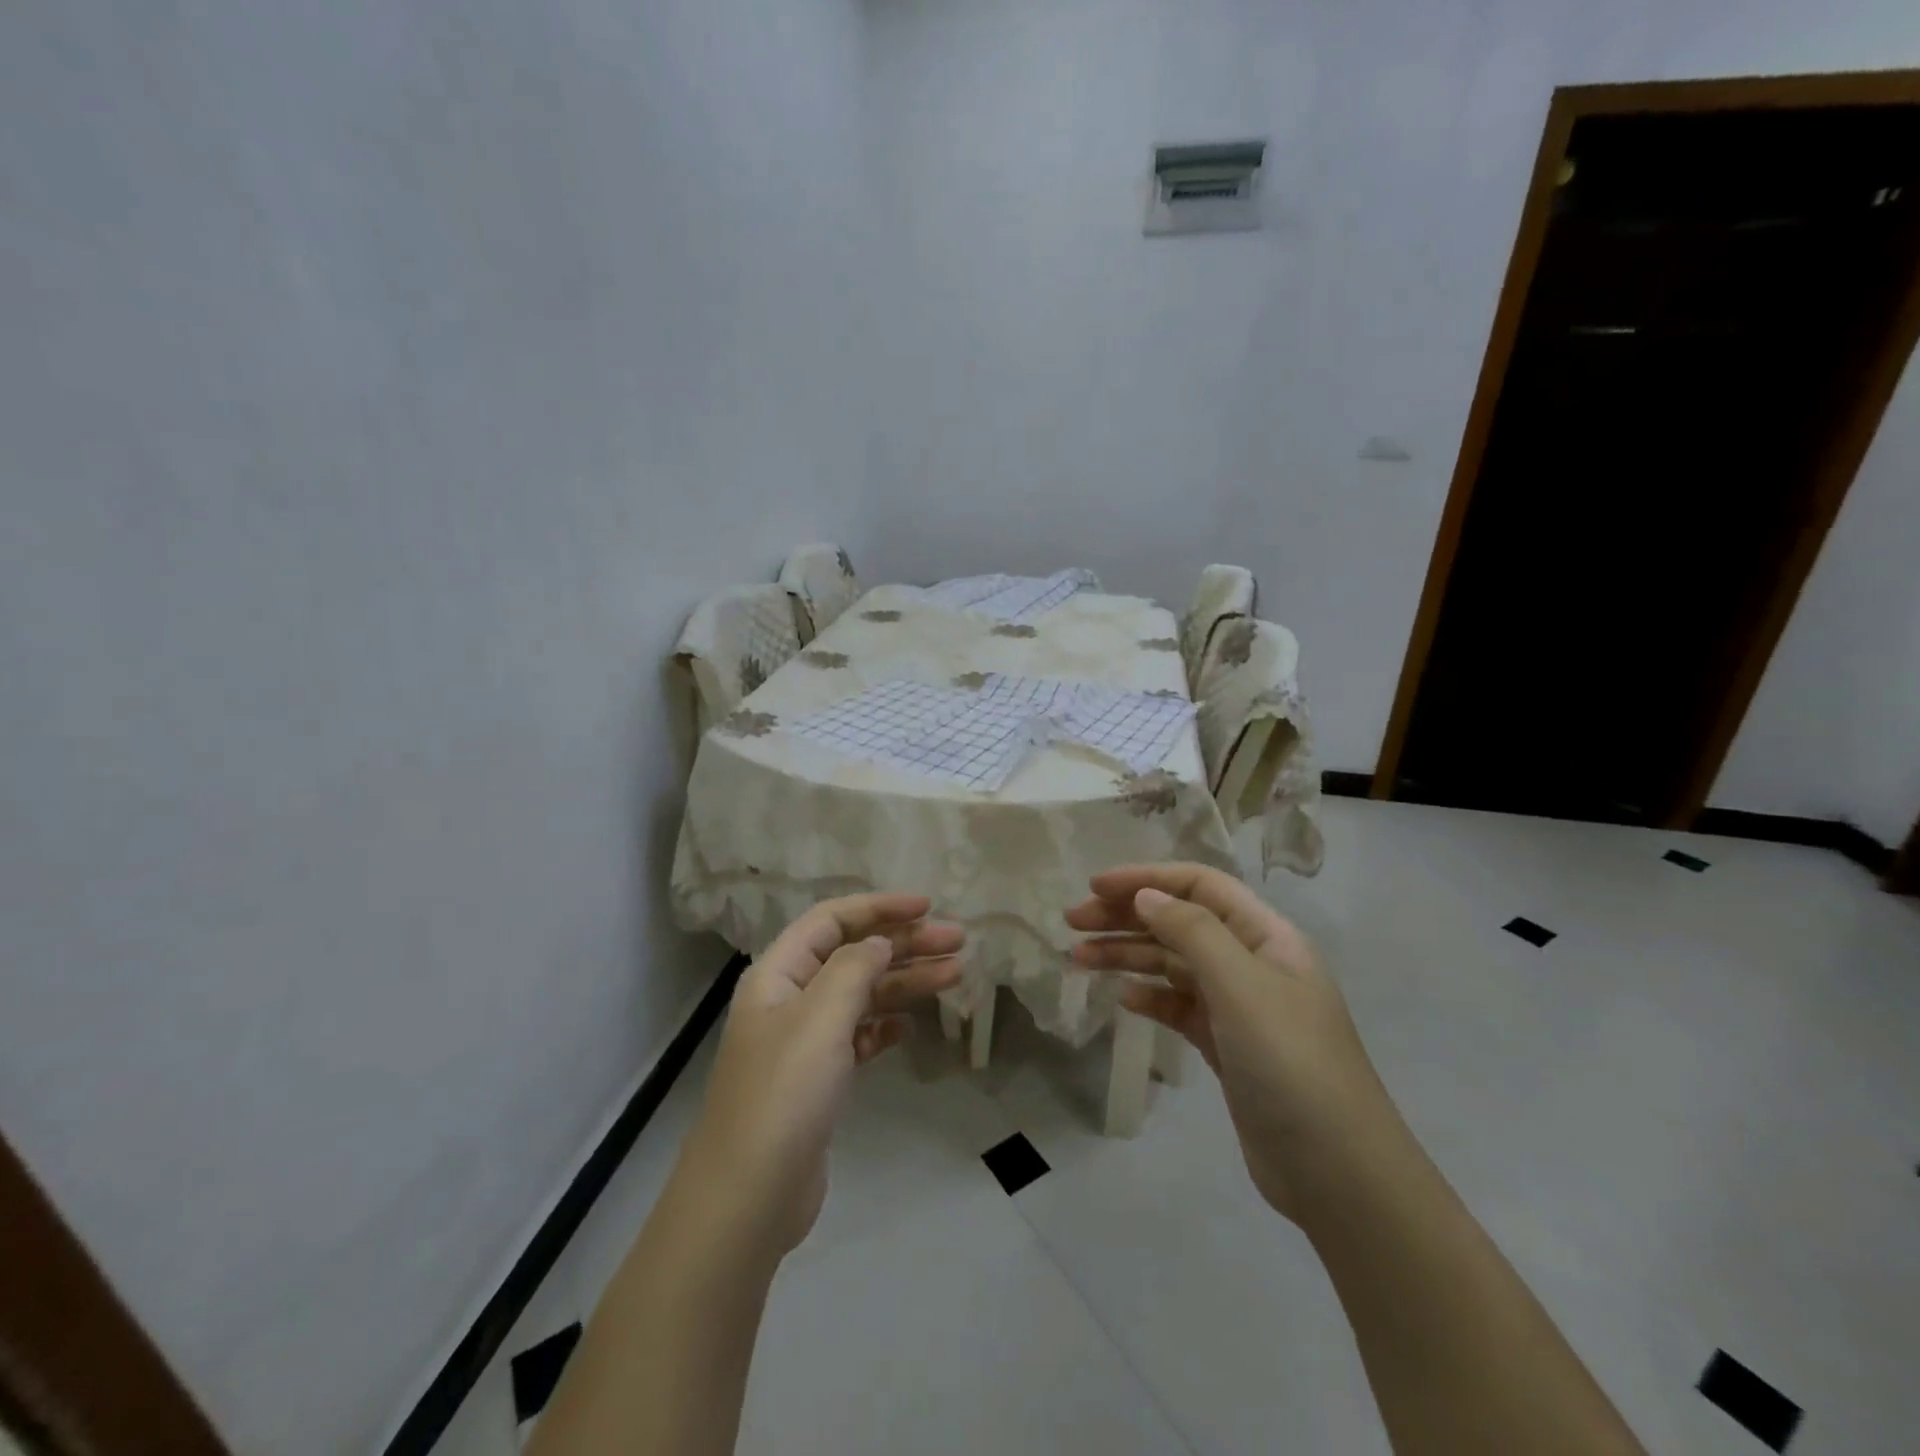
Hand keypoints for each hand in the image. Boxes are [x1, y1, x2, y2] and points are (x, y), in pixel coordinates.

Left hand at [683, 895, 962, 1256]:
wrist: (750, 1196)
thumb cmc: (785, 1092)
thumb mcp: (821, 1016)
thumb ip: (854, 967)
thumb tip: (879, 942)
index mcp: (779, 973)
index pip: (832, 920)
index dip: (879, 908)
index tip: (927, 907)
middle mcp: (790, 998)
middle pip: (853, 954)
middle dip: (904, 943)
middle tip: (958, 941)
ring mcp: (804, 1041)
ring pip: (862, 994)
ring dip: (906, 981)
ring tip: (956, 973)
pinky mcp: (819, 1079)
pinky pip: (859, 1035)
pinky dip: (886, 1024)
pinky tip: (912, 1024)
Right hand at [1067, 864, 1396, 1225]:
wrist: (1335, 1170)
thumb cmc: (1289, 1061)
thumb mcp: (1240, 985)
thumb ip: (1191, 931)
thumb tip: (1146, 896)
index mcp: (1266, 935)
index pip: (1200, 885)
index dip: (1146, 878)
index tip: (1094, 887)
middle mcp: (1252, 962)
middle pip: (1180, 921)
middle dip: (1126, 916)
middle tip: (1072, 923)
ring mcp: (1239, 1006)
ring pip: (1173, 964)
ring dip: (1127, 955)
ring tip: (1078, 959)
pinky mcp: (1226, 1046)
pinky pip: (1179, 1006)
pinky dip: (1149, 996)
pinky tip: (1122, 998)